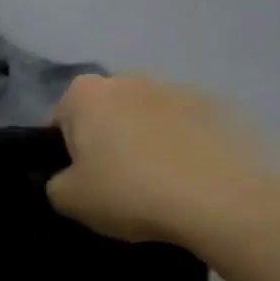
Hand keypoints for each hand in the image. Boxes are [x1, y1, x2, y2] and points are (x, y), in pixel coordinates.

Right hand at [48, 75, 279, 244]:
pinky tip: (191, 182)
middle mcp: (131, 79)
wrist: (224, 201)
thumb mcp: (67, 199)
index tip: (80, 178)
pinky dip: (185, 148)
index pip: (61, 118)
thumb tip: (68, 177)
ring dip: (147, 140)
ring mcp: (181, 90)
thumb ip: (55, 181)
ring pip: (149, 117)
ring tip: (159, 184)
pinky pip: (189, 129)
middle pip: (107, 111)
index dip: (66, 150)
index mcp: (85, 94)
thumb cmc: (129, 191)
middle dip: (108, 138)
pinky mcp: (224, 109)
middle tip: (116, 180)